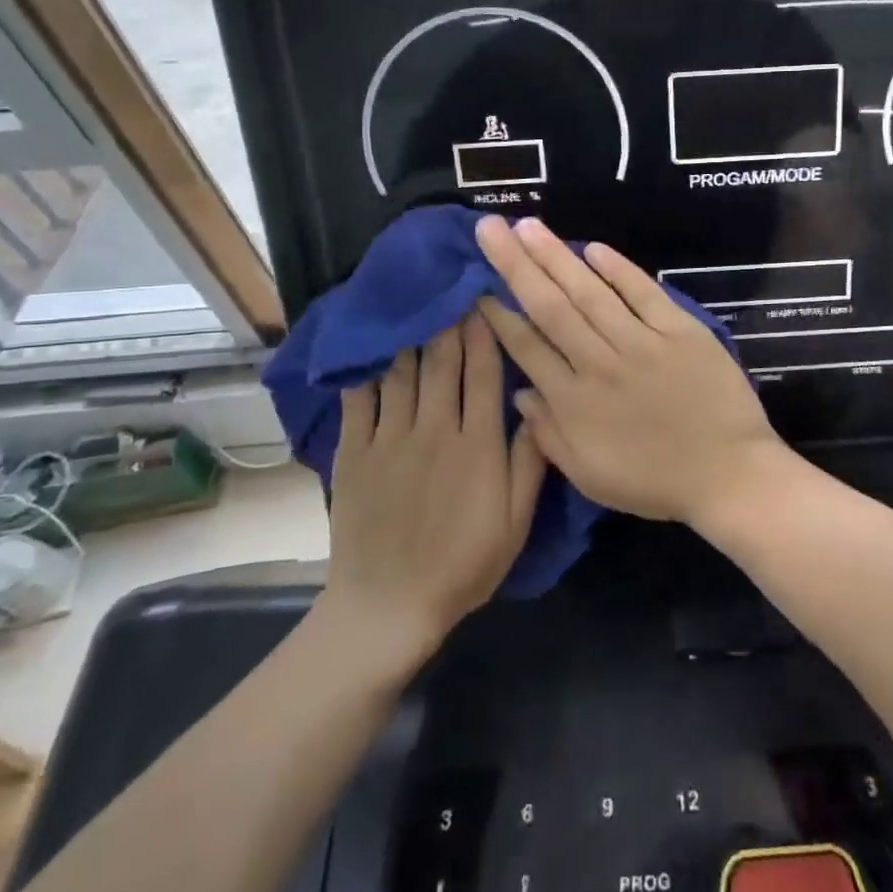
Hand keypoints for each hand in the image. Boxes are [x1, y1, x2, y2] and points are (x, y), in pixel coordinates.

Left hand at [319, 315, 544, 654]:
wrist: (389, 606)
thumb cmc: (464, 565)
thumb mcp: (515, 522)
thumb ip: (529, 461)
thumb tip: (536, 405)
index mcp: (478, 444)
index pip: (484, 373)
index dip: (486, 332)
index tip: (485, 297)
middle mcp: (435, 429)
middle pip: (443, 361)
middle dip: (449, 319)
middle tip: (451, 285)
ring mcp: (391, 439)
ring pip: (403, 372)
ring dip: (412, 334)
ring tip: (416, 302)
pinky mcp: (356, 452)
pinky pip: (360, 399)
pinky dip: (367, 369)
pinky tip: (372, 345)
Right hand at [474, 215, 778, 526]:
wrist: (729, 474)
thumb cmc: (656, 482)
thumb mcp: (590, 477)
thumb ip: (550, 435)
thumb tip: (519, 393)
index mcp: (575, 402)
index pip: (528, 347)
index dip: (499, 315)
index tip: (478, 285)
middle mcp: (601, 364)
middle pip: (551, 307)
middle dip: (516, 265)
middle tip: (491, 227)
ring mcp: (643, 343)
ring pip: (591, 293)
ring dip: (557, 257)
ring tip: (529, 226)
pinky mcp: (680, 331)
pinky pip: (644, 294)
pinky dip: (619, 270)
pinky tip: (594, 248)